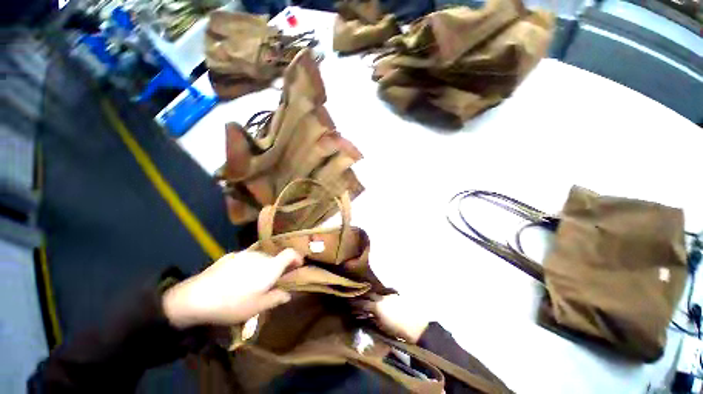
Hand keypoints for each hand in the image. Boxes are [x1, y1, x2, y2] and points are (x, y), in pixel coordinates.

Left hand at [162, 249, 302, 328]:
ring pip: (260, 258)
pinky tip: (236, 280)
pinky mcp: (230, 256)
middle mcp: (260, 256)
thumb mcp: (258, 307)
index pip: (290, 253)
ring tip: (252, 283)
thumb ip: (277, 298)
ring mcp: (244, 254)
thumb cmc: (233, 304)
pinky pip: (246, 259)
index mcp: (270, 267)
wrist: (196, 297)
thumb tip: (288, 294)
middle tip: (271, 283)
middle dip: (278, 268)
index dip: (297, 258)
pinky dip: (248, 266)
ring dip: (262, 267)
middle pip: (275, 258)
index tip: (298, 266)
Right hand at [358, 294, 429, 343]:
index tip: (351, 304)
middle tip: (359, 299)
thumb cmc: (397, 331)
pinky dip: (381, 295)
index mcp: (376, 306)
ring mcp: (389, 295)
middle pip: (369, 294)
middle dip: (363, 296)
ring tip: (369, 298)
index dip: (356, 304)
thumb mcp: (382, 327)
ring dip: (372, 295)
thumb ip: (372, 319)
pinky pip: (386, 293)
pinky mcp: (396, 296)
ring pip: (377, 292)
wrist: (416, 327)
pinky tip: (381, 299)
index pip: (363, 303)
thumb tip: (366, 315)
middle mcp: (382, 298)